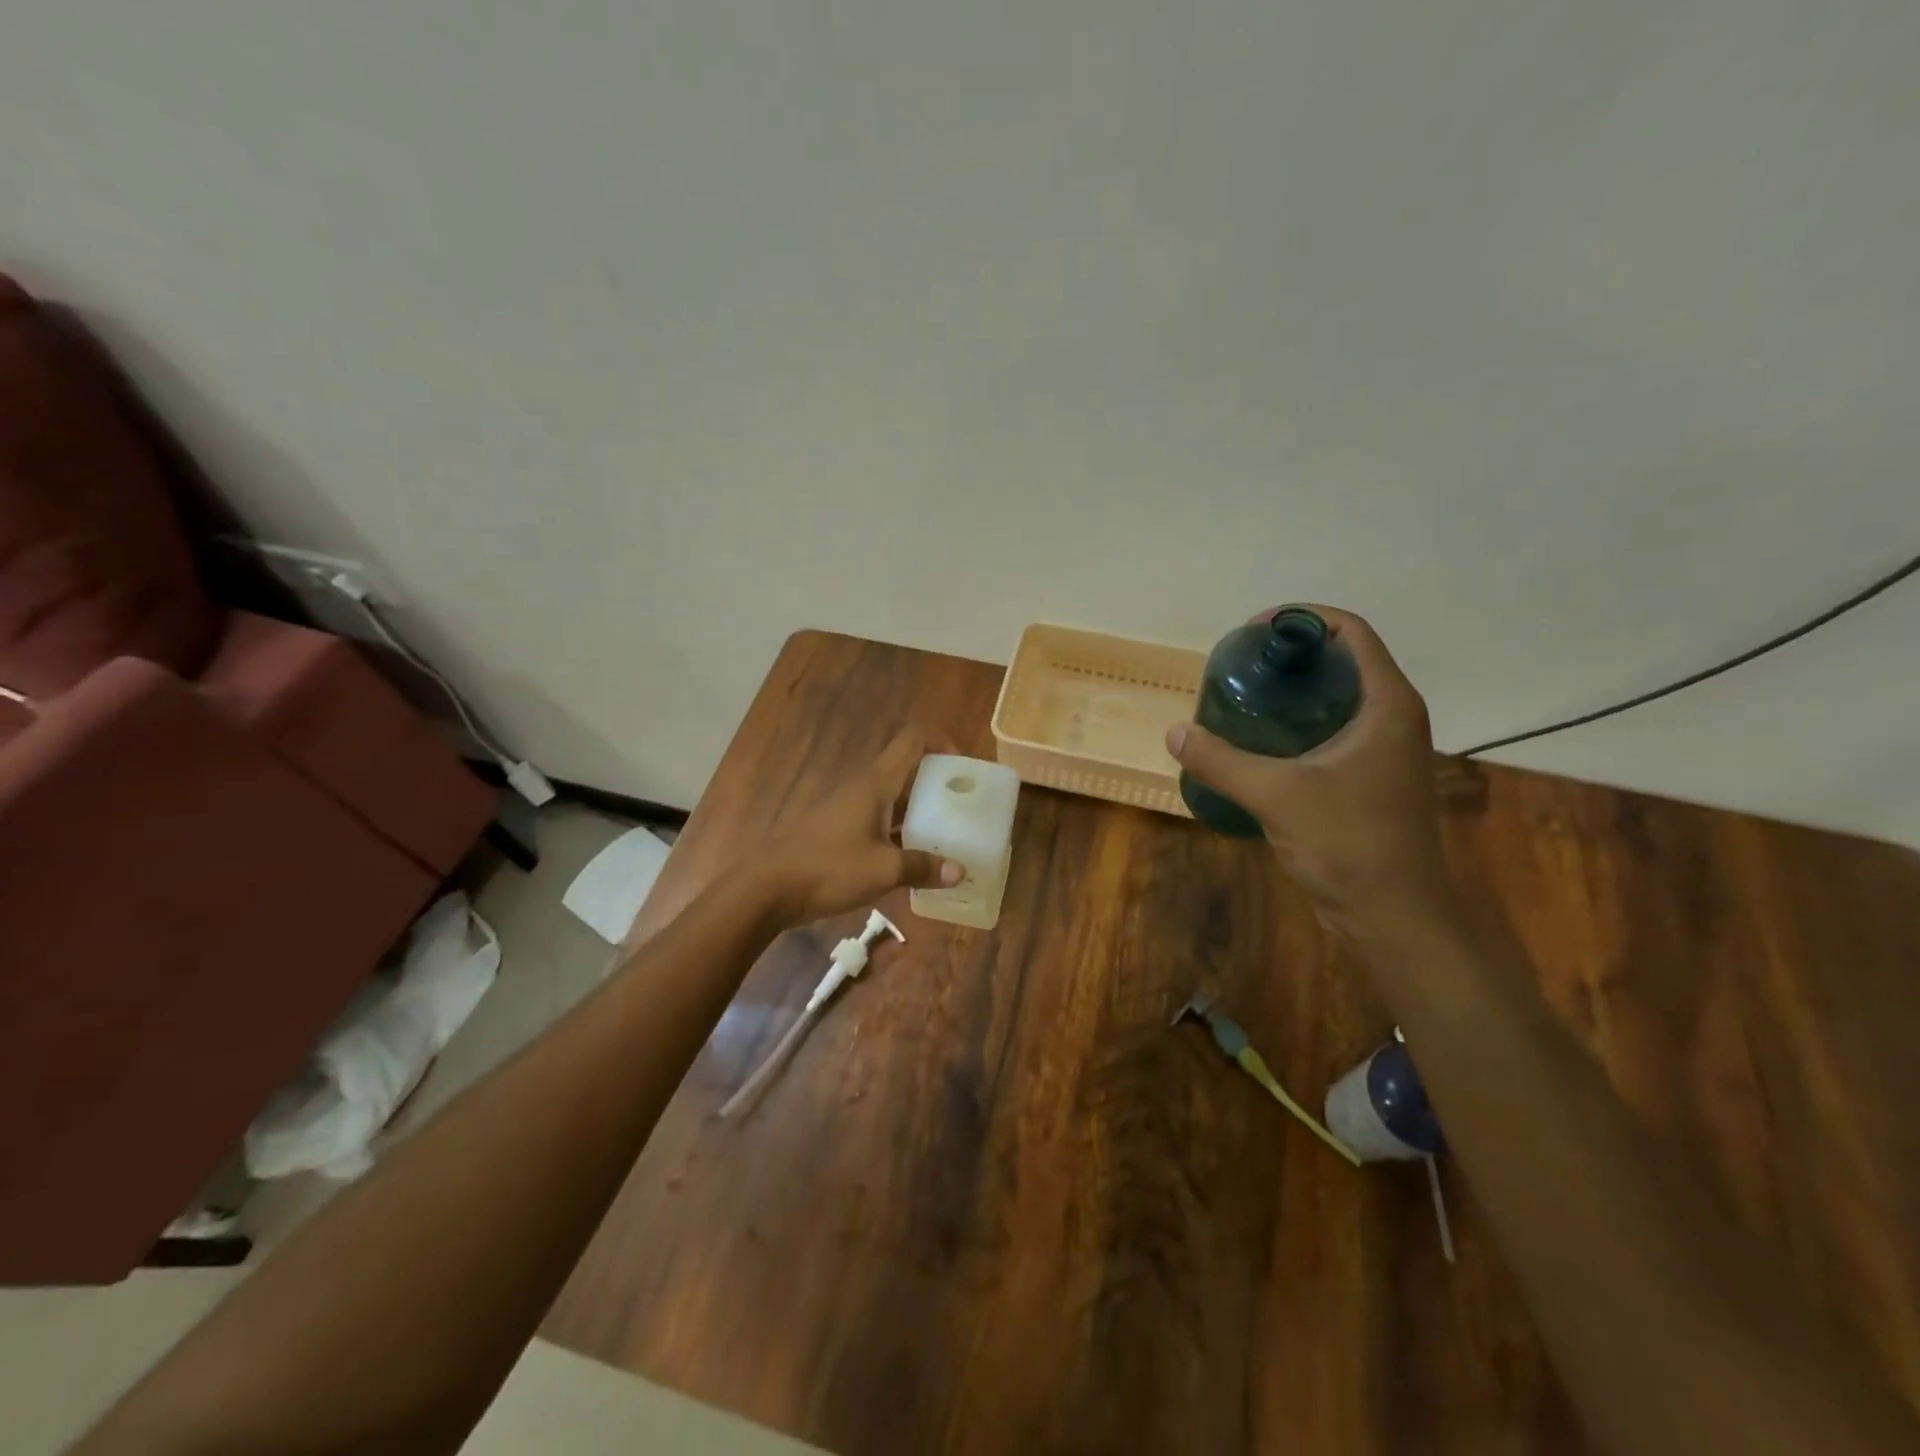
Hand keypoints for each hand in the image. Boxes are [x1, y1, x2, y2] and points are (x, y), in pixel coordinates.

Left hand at [759, 727, 964, 925]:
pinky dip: (900, 831)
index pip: (911, 740)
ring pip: (893, 798)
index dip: (940, 741)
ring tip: (948, 833)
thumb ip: (922, 867)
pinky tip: (915, 858)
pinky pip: (880, 821)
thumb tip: (959, 872)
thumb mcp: (882, 870)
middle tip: (963, 805)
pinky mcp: (840, 831)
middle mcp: (863, 788)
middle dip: (936, 782)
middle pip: (906, 769)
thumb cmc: (828, 868)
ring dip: (920, 810)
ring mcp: (849, 809)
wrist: (768, 889)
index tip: (962, 766)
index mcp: (875, 783)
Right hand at [1167, 606, 1454, 932]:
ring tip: (1245, 695)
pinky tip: (1261, 739)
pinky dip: (1299, 721)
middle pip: (1344, 660)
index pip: (1352, 633)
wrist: (1392, 914)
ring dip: (1296, 688)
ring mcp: (1386, 750)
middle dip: (1292, 654)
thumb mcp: (1277, 795)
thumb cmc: (1347, 844)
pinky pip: (1334, 729)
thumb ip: (1222, 761)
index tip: (1253, 631)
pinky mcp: (1372, 777)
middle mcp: (1394, 718)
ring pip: (1339, 697)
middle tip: (1242, 665)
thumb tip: (1175, 733)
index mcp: (1388, 705)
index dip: (1303, 618)